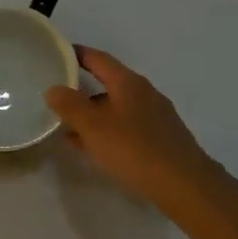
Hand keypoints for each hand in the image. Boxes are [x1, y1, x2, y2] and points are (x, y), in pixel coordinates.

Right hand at [45, 47, 235, 217]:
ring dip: (93, 115)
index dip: (77, 54)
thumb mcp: (94, 127)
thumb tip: (53, 88)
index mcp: (128, 83)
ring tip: (69, 129)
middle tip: (57, 97)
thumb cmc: (134, 149)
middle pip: (108, 83)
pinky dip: (107, 131)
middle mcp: (144, 93)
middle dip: (82, 90)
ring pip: (117, 108)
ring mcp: (156, 116)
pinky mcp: (161, 138)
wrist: (184, 184)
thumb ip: (70, 106)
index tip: (57, 54)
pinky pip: (127, 126)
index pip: (99, 59)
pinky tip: (95, 148)